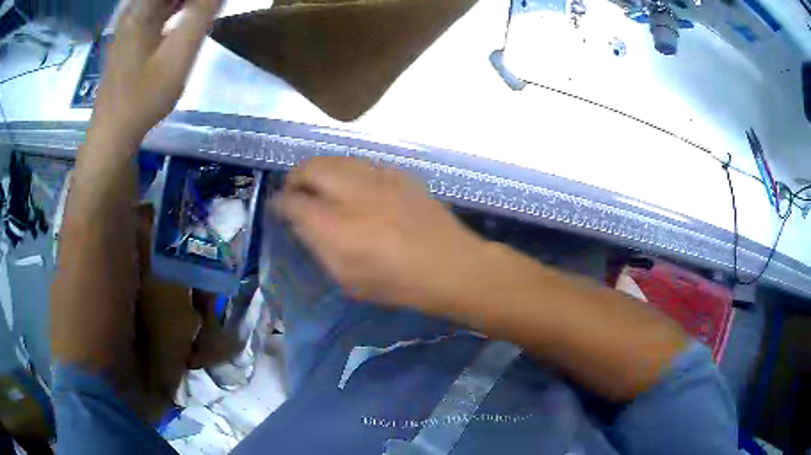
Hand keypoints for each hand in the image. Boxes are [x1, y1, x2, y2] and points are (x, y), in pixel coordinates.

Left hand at [89, 0, 222, 147]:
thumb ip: (201, 15)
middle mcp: (133, 11)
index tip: (212, 3)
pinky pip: (157, 9)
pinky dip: (175, 7)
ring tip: (205, 8)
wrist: (113, 134)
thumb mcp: (178, 55)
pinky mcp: (130, 38)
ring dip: (187, 2)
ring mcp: (129, 25)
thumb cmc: (143, 97)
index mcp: (141, 8)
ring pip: (161, 1)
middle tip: (211, 6)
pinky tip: (188, 13)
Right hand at [272, 157, 486, 309]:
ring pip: (334, 159)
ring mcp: (377, 177)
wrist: (449, 265)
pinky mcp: (397, 173)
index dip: (278, 203)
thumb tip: (299, 220)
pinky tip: (355, 188)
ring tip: (321, 187)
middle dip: (295, 178)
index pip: (291, 201)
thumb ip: (317, 244)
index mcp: (334, 226)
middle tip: (295, 193)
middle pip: (309, 167)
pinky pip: (361, 163)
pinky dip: (347, 171)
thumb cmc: (395, 282)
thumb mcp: (346, 276)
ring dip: (320, 170)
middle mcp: (351, 192)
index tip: (277, 208)